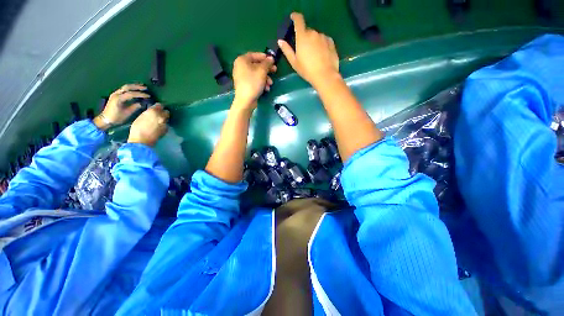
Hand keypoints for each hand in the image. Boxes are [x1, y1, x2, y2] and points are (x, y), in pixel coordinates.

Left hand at [94, 84, 150, 129]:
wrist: (105, 119)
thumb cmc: (116, 117)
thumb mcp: (127, 113)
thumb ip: (134, 107)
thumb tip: (141, 103)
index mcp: (119, 99)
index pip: (131, 94)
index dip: (140, 94)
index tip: (148, 96)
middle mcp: (116, 94)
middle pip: (127, 87)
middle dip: (137, 87)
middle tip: (145, 88)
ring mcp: (115, 94)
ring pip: (125, 87)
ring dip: (133, 86)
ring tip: (141, 86)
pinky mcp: (115, 95)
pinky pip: (123, 89)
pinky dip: (130, 88)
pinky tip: (135, 89)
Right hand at [127, 104, 169, 146]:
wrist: (142, 140)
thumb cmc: (137, 128)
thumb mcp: (141, 117)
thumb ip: (149, 113)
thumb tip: (152, 110)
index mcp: (154, 111)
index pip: (160, 105)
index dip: (158, 106)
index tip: (156, 107)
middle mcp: (162, 116)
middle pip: (166, 111)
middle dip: (163, 112)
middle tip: (158, 114)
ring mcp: (165, 123)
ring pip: (167, 118)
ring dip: (164, 118)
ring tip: (159, 120)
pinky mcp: (167, 129)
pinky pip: (166, 124)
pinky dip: (164, 124)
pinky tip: (159, 126)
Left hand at [232, 52, 276, 111]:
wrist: (246, 100)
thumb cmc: (253, 83)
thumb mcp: (262, 71)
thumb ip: (267, 63)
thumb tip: (271, 58)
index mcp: (242, 60)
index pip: (254, 55)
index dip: (264, 57)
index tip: (272, 60)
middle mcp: (240, 67)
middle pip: (256, 65)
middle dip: (267, 70)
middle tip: (275, 71)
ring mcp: (242, 77)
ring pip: (256, 74)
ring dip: (265, 78)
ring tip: (270, 84)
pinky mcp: (245, 85)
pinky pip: (254, 81)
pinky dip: (261, 83)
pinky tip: (266, 89)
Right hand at [278, 13, 339, 86]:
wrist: (325, 75)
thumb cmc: (307, 70)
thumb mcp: (294, 62)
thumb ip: (287, 50)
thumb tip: (280, 41)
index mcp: (302, 37)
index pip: (298, 20)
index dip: (295, 17)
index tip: (293, 18)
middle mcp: (313, 33)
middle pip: (307, 31)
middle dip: (304, 37)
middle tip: (304, 50)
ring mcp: (323, 37)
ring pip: (316, 36)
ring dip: (313, 41)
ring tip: (313, 55)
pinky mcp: (331, 42)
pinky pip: (324, 40)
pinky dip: (321, 44)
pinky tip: (321, 54)